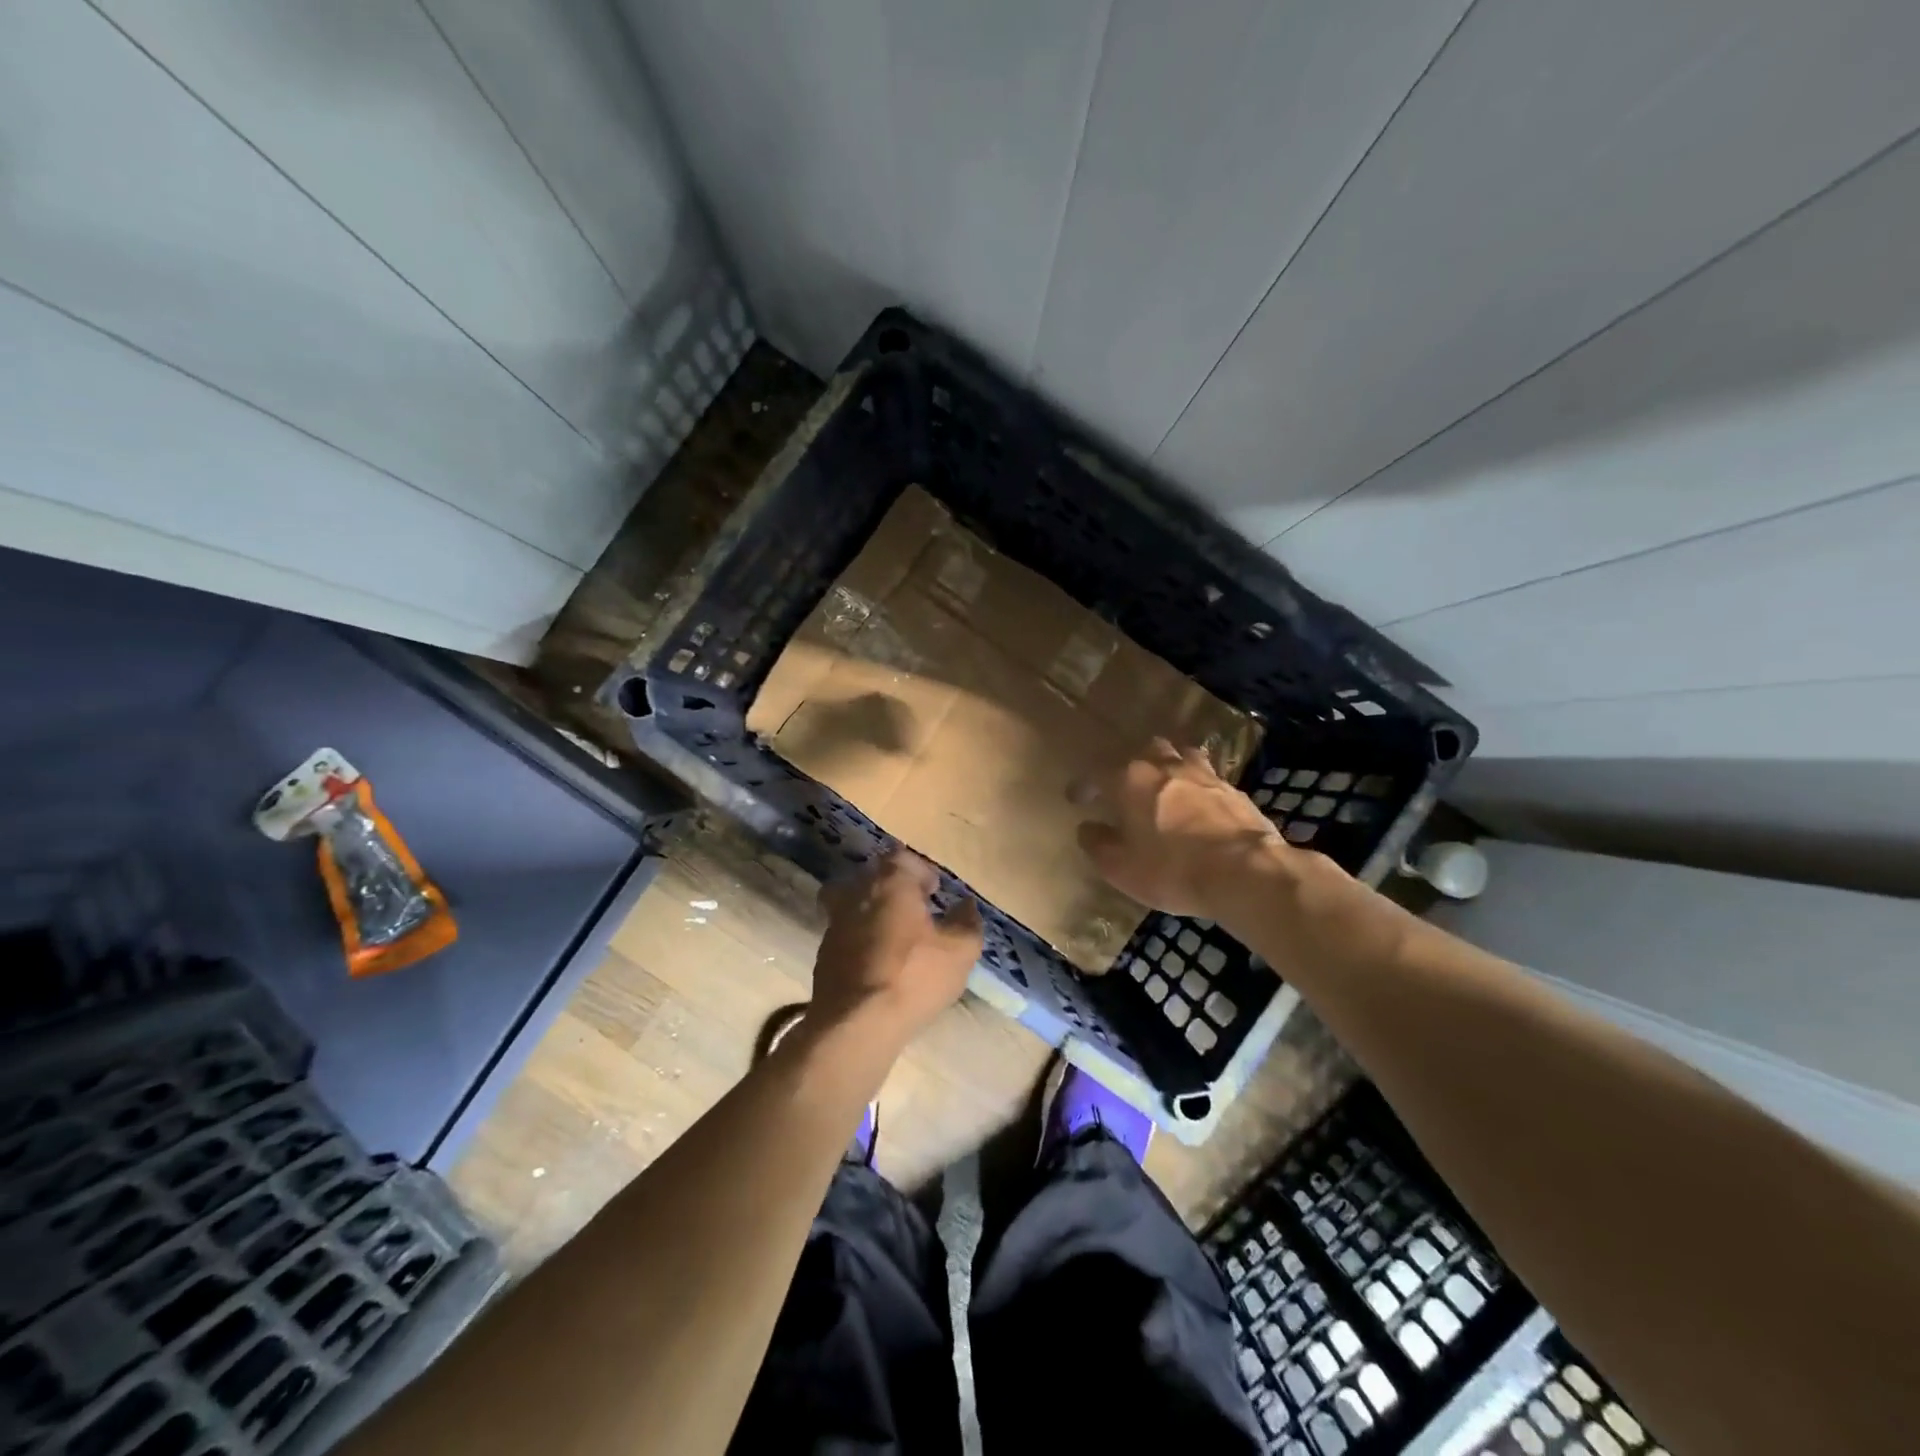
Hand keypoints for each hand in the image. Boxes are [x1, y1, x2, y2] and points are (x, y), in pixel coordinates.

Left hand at [812, 848, 982, 1042]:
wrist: (856, 1023)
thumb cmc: (913, 976)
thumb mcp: (959, 952)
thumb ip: (967, 922)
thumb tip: (966, 904)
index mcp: (890, 882)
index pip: (902, 857)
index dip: (920, 870)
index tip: (934, 890)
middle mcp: (856, 892)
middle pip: (873, 876)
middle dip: (894, 887)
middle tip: (915, 907)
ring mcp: (834, 922)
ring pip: (853, 903)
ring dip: (873, 911)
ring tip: (895, 934)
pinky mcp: (823, 952)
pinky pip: (845, 933)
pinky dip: (860, 938)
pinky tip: (877, 960)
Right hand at [1072, 738, 1288, 920]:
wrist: (1246, 873)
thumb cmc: (1172, 870)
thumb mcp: (1121, 868)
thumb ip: (1098, 844)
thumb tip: (1088, 828)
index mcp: (1129, 780)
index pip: (1095, 773)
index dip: (1083, 786)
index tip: (1076, 799)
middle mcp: (1163, 766)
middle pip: (1141, 752)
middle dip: (1128, 767)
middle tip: (1124, 789)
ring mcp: (1202, 773)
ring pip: (1178, 755)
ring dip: (1166, 766)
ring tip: (1163, 786)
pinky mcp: (1232, 788)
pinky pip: (1206, 776)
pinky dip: (1196, 784)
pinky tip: (1198, 802)